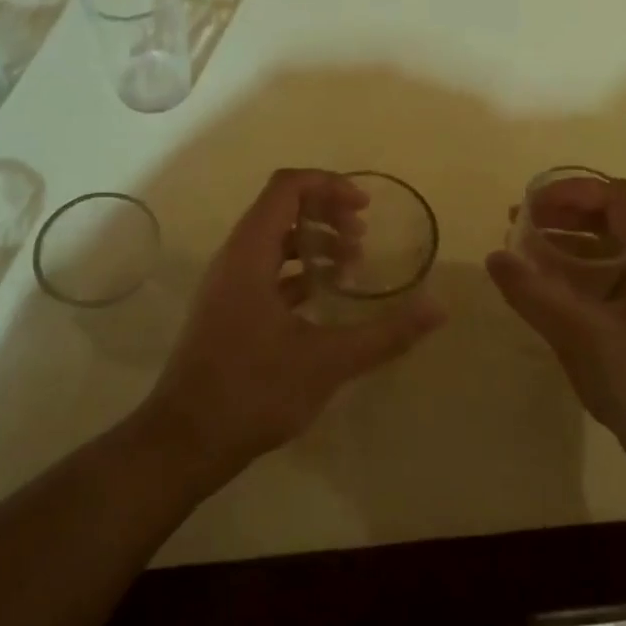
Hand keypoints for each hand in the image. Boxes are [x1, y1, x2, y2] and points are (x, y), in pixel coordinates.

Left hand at [147, 169, 445, 467]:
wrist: (186, 440)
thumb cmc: (253, 390)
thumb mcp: (327, 360)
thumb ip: (386, 333)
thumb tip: (439, 308)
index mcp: (250, 252)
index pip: (287, 187)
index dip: (329, 186)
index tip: (365, 208)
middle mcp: (234, 258)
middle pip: (281, 208)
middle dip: (326, 213)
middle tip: (362, 239)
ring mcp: (227, 285)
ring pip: (273, 241)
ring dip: (313, 243)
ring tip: (352, 267)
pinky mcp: (227, 310)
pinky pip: (266, 271)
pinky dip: (297, 273)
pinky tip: (324, 299)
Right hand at [486, 178, 625, 449]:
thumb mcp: (581, 333)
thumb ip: (533, 292)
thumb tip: (493, 256)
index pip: (615, 196)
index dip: (569, 192)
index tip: (529, 206)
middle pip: (610, 215)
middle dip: (562, 213)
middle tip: (518, 224)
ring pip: (607, 243)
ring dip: (565, 239)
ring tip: (522, 248)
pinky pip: (607, 271)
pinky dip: (574, 266)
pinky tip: (544, 281)